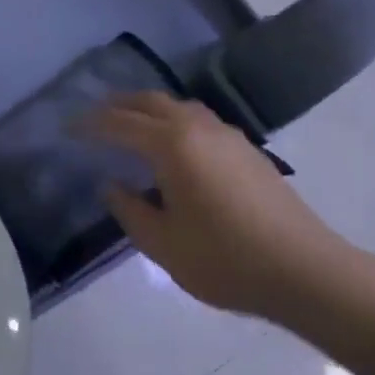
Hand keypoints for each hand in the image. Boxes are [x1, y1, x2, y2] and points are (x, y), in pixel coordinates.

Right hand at [88, 92, 345, 319]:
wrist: (307, 272)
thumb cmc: (225, 259)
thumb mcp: (162, 243)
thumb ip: (129, 210)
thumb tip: (112, 185)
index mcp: (171, 145)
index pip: (119, 124)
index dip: (89, 125)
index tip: (67, 128)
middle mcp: (197, 129)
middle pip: (150, 102)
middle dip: (118, 104)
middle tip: (93, 115)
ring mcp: (228, 136)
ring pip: (178, 106)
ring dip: (148, 109)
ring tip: (130, 124)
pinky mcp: (248, 151)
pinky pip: (199, 121)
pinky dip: (174, 121)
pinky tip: (173, 146)